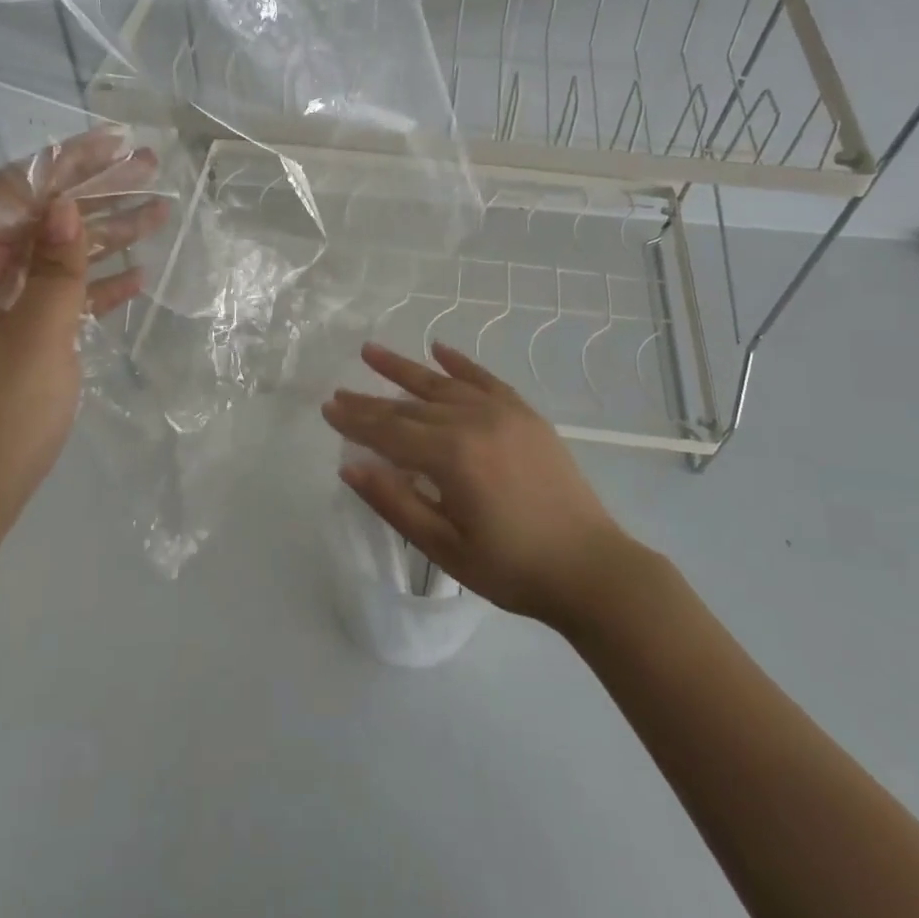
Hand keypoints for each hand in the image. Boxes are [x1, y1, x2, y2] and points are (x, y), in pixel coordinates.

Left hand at [0, 130, 169, 563]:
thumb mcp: (33, 341)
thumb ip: (55, 270)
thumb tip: (68, 205)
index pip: (13, 193)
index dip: (67, 164)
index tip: (116, 143)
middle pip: (37, 218)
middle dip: (93, 192)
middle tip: (149, 168)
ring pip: (53, 256)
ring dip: (103, 236)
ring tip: (160, 213)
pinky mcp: (11, 339)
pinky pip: (56, 297)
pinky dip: (93, 286)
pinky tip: (136, 275)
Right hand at [322, 341, 638, 629]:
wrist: (591, 568)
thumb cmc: (512, 567)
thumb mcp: (444, 547)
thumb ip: (395, 502)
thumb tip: (350, 467)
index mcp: (452, 456)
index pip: (390, 432)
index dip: (356, 422)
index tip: (327, 408)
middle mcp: (474, 421)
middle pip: (410, 406)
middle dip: (371, 400)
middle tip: (340, 391)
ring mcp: (503, 413)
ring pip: (442, 384)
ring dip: (405, 368)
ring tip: (371, 351)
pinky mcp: (525, 415)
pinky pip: (485, 379)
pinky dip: (459, 363)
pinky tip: (438, 349)